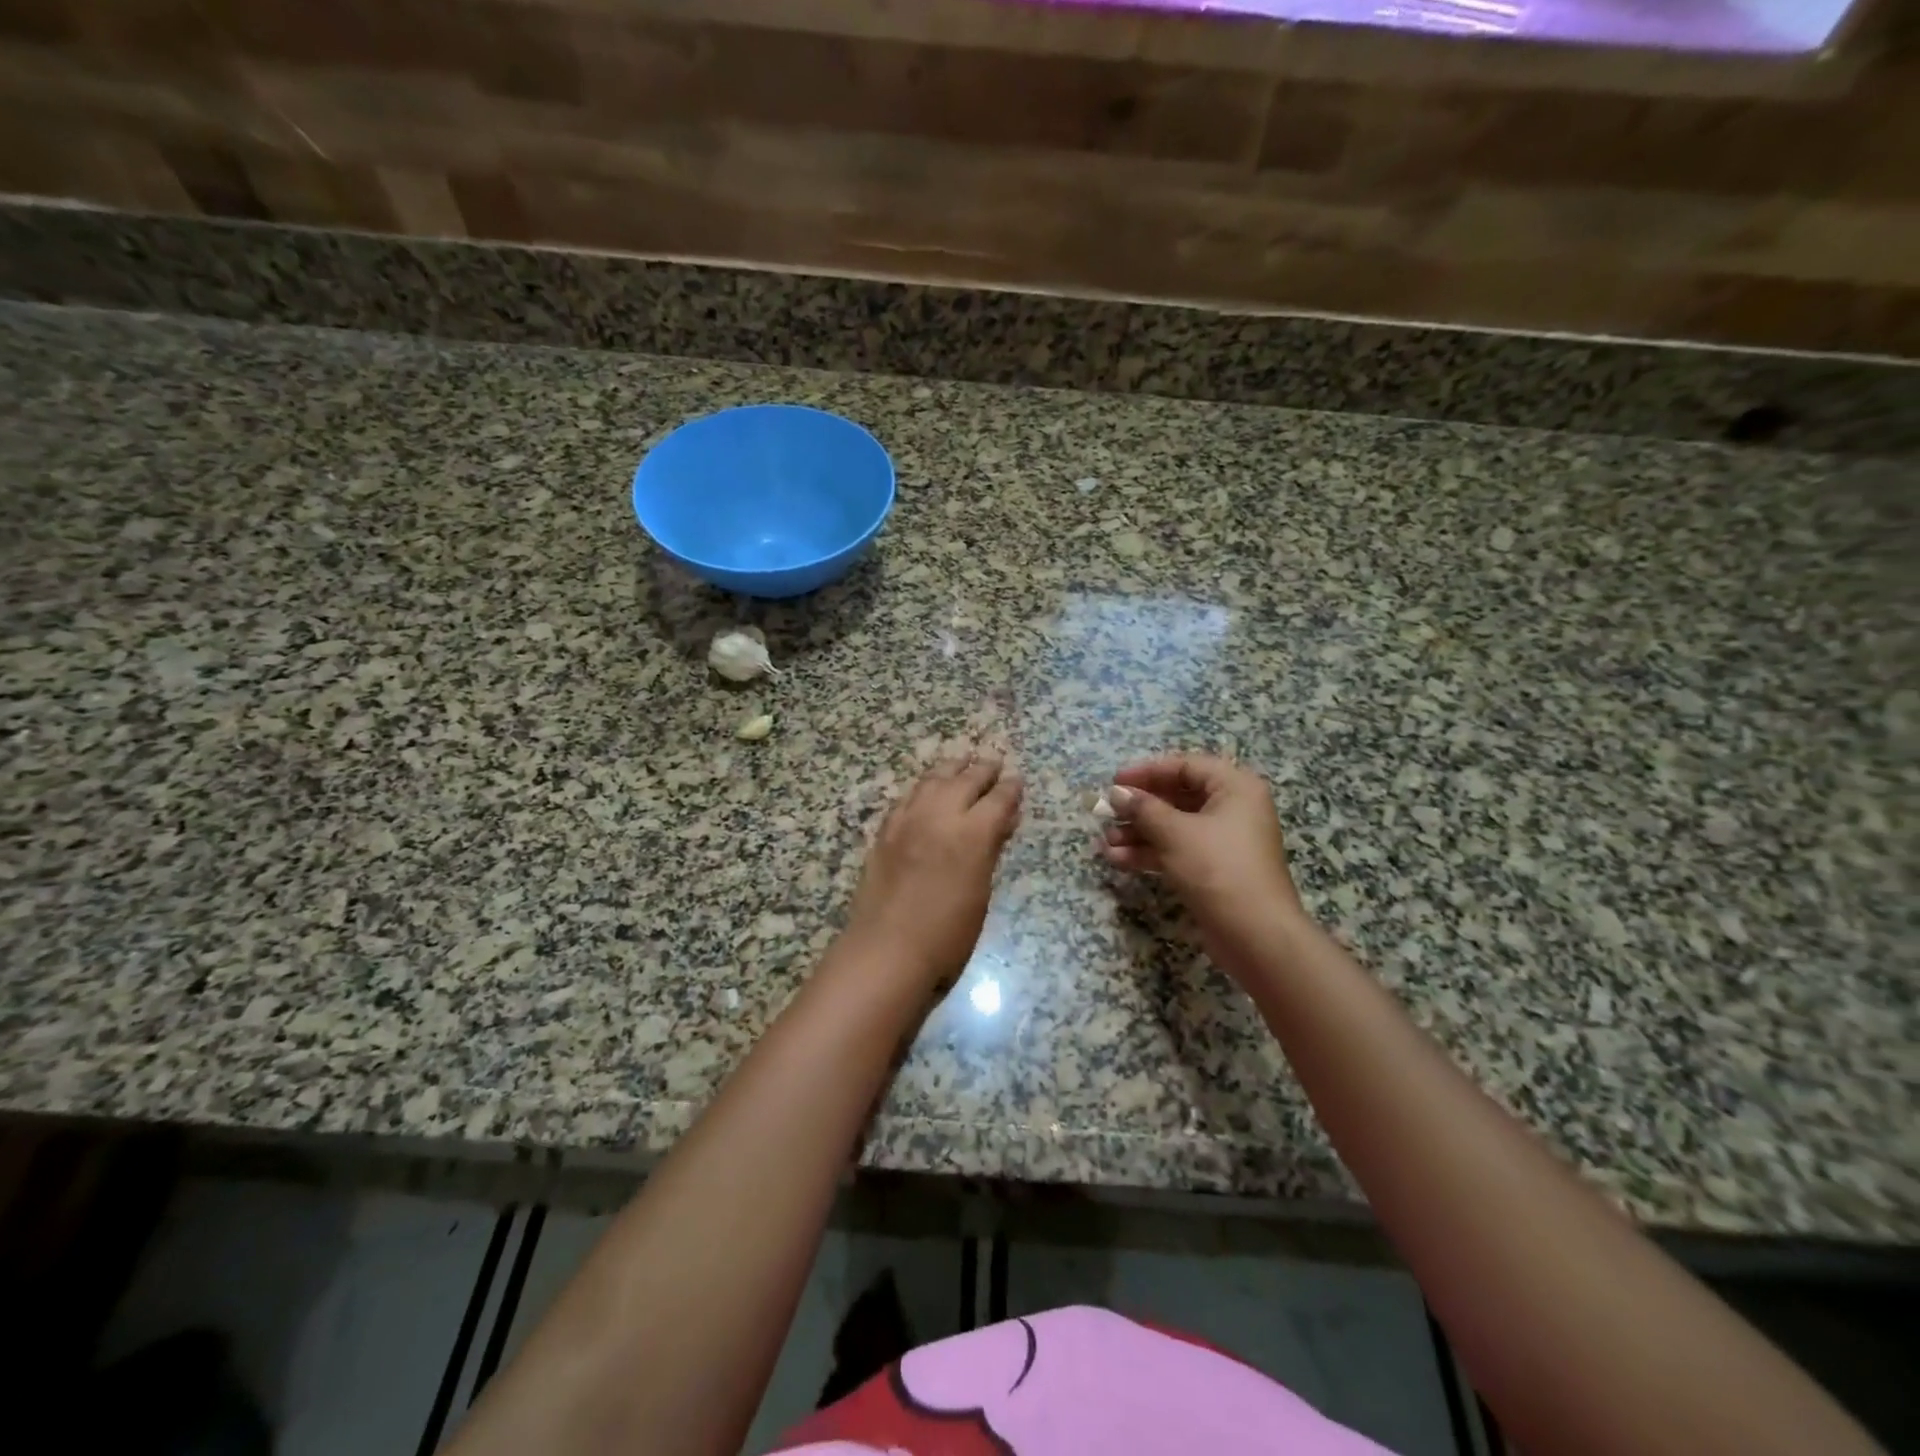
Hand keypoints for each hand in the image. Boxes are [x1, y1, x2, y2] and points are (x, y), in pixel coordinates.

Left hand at [844, 751, 1023, 986]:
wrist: (887, 949)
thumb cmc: (947, 934)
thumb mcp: (981, 892)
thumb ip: (991, 850)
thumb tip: (1002, 823)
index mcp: (972, 833)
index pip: (998, 798)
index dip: (1010, 788)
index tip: (1017, 780)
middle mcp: (940, 815)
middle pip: (966, 779)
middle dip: (983, 770)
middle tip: (993, 762)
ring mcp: (908, 819)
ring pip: (933, 780)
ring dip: (951, 769)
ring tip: (961, 763)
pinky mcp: (886, 830)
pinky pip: (908, 796)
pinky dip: (923, 787)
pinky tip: (927, 789)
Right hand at [1099, 753, 1306, 959]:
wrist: (1255, 936)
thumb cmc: (1218, 868)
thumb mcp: (1175, 833)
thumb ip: (1143, 808)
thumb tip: (1116, 793)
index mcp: (1235, 787)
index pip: (1186, 766)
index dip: (1147, 772)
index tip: (1114, 782)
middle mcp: (1232, 809)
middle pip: (1177, 797)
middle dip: (1139, 807)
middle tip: (1106, 813)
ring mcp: (1223, 841)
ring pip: (1173, 826)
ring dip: (1139, 833)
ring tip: (1106, 842)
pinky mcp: (1213, 869)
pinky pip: (1176, 850)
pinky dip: (1149, 853)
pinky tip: (1118, 859)